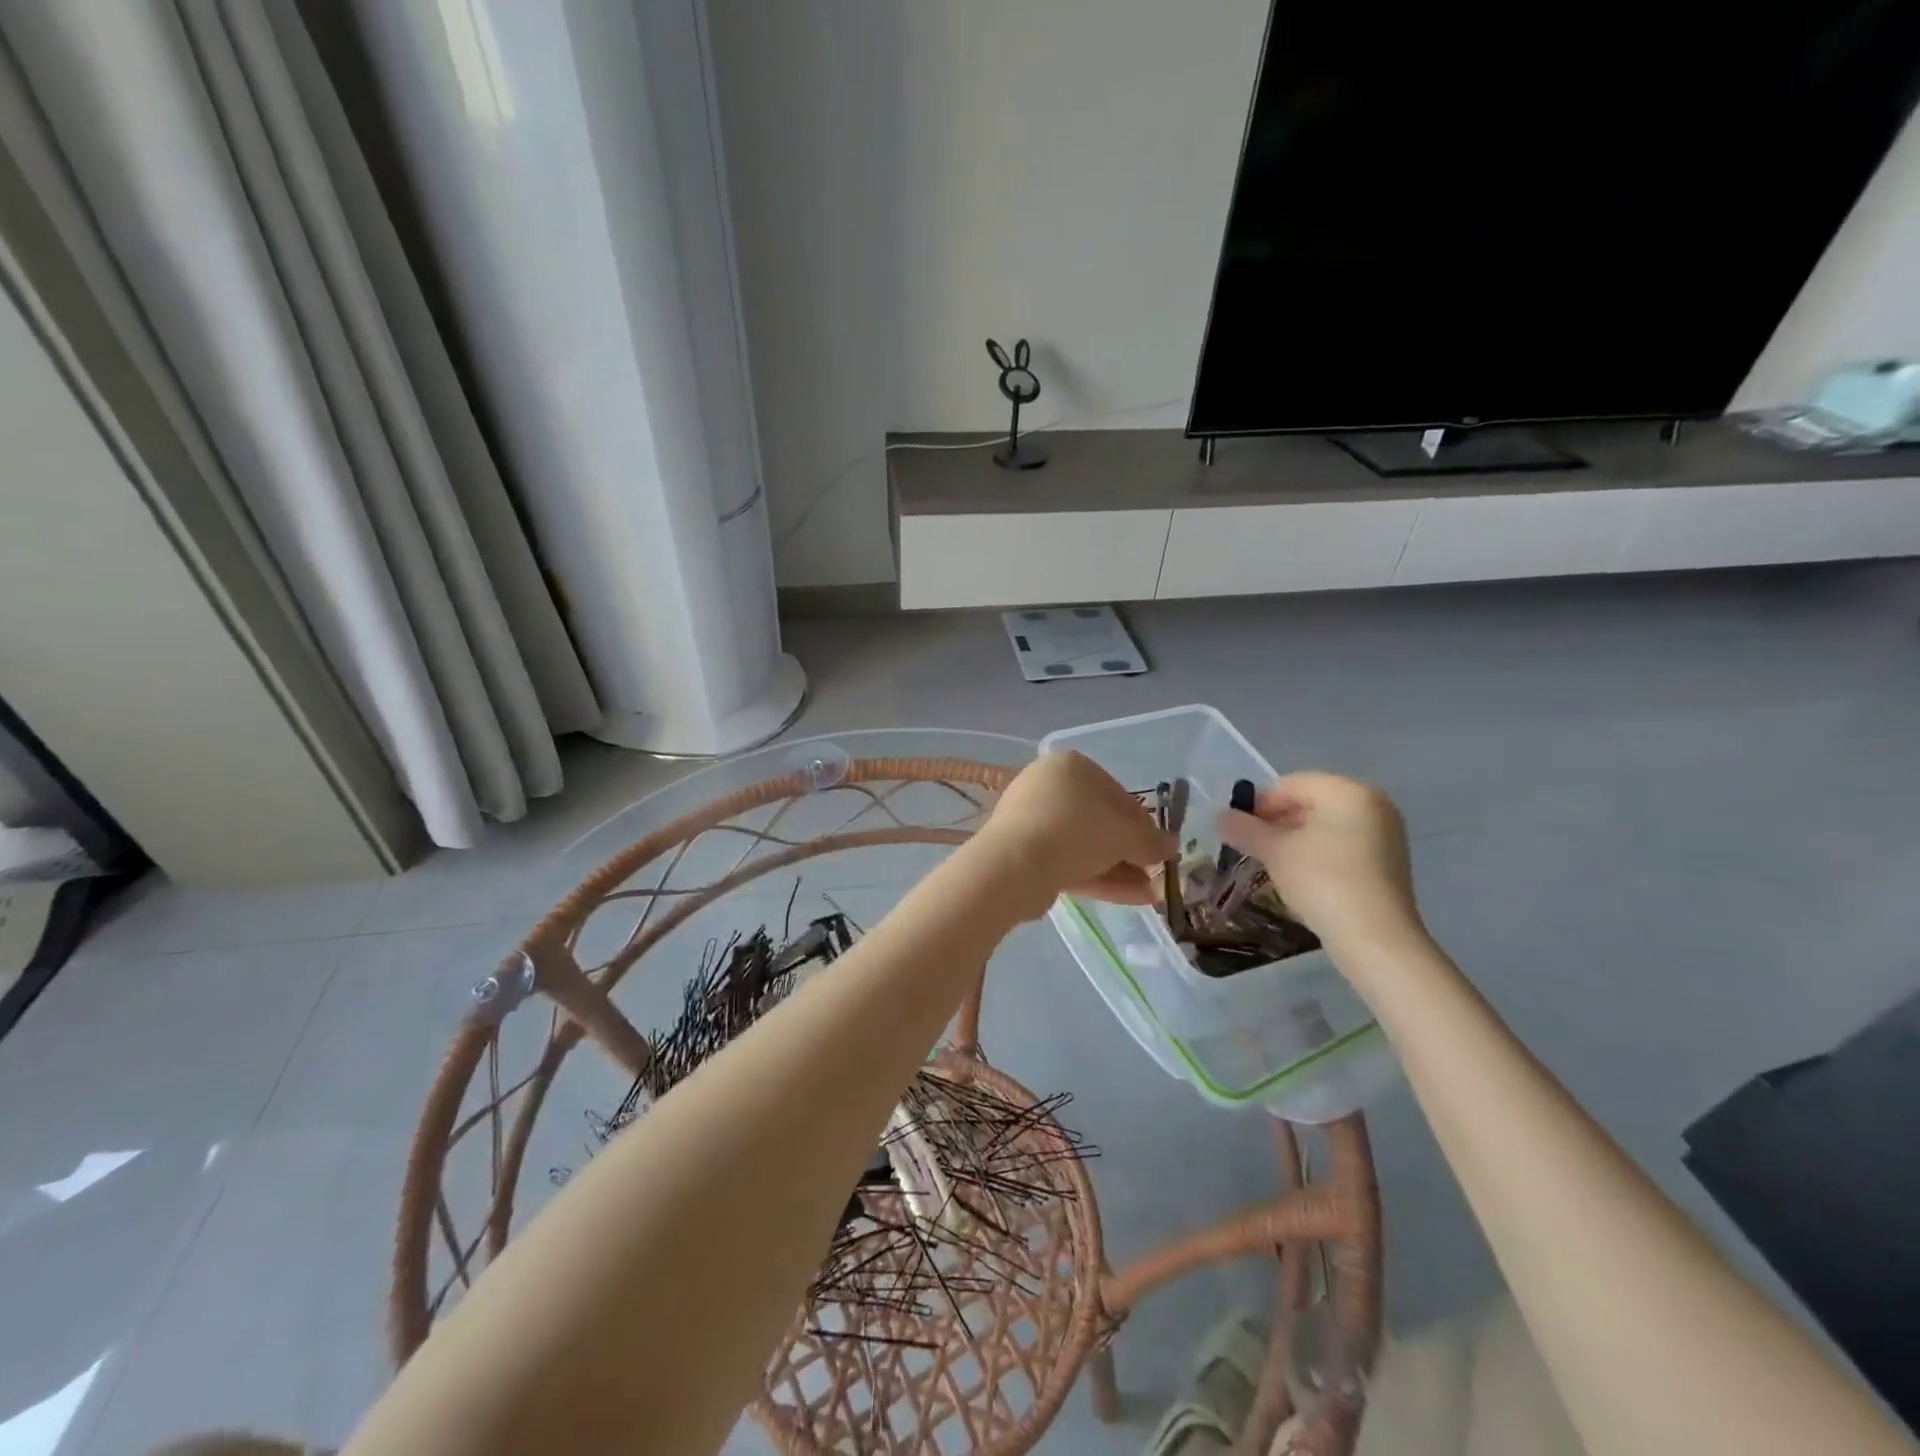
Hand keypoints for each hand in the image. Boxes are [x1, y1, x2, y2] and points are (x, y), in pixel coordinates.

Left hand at [974, 751, 1176, 920]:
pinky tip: (1127, 897)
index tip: (1160, 848)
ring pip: (1083, 845)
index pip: (1117, 793)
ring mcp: (1031, 819)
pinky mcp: (1022, 851)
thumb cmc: (1076, 831)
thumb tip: (1170, 846)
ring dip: (1117, 868)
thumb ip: (1151, 841)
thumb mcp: (1125, 835)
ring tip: (1148, 894)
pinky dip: (1095, 877)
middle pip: (1099, 821)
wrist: (1014, 865)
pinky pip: (1065, 860)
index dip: (1143, 823)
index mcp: (1070, 766)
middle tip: (1153, 873)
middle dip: (1129, 851)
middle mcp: (1047, 786)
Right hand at [1217, 772, 1423, 949]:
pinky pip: (1343, 846)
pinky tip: (1302, 878)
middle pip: (1310, 803)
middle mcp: (1373, 804)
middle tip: (1252, 848)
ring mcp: (1386, 834)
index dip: (1258, 805)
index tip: (1238, 830)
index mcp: (1347, 791)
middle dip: (1277, 823)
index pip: (1290, 784)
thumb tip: (1221, 817)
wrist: (1375, 938)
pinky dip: (1318, 854)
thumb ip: (1245, 829)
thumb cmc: (1322, 880)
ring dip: (1295, 840)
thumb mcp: (1275, 851)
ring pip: (1326, 826)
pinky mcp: (1388, 862)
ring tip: (1273, 865)